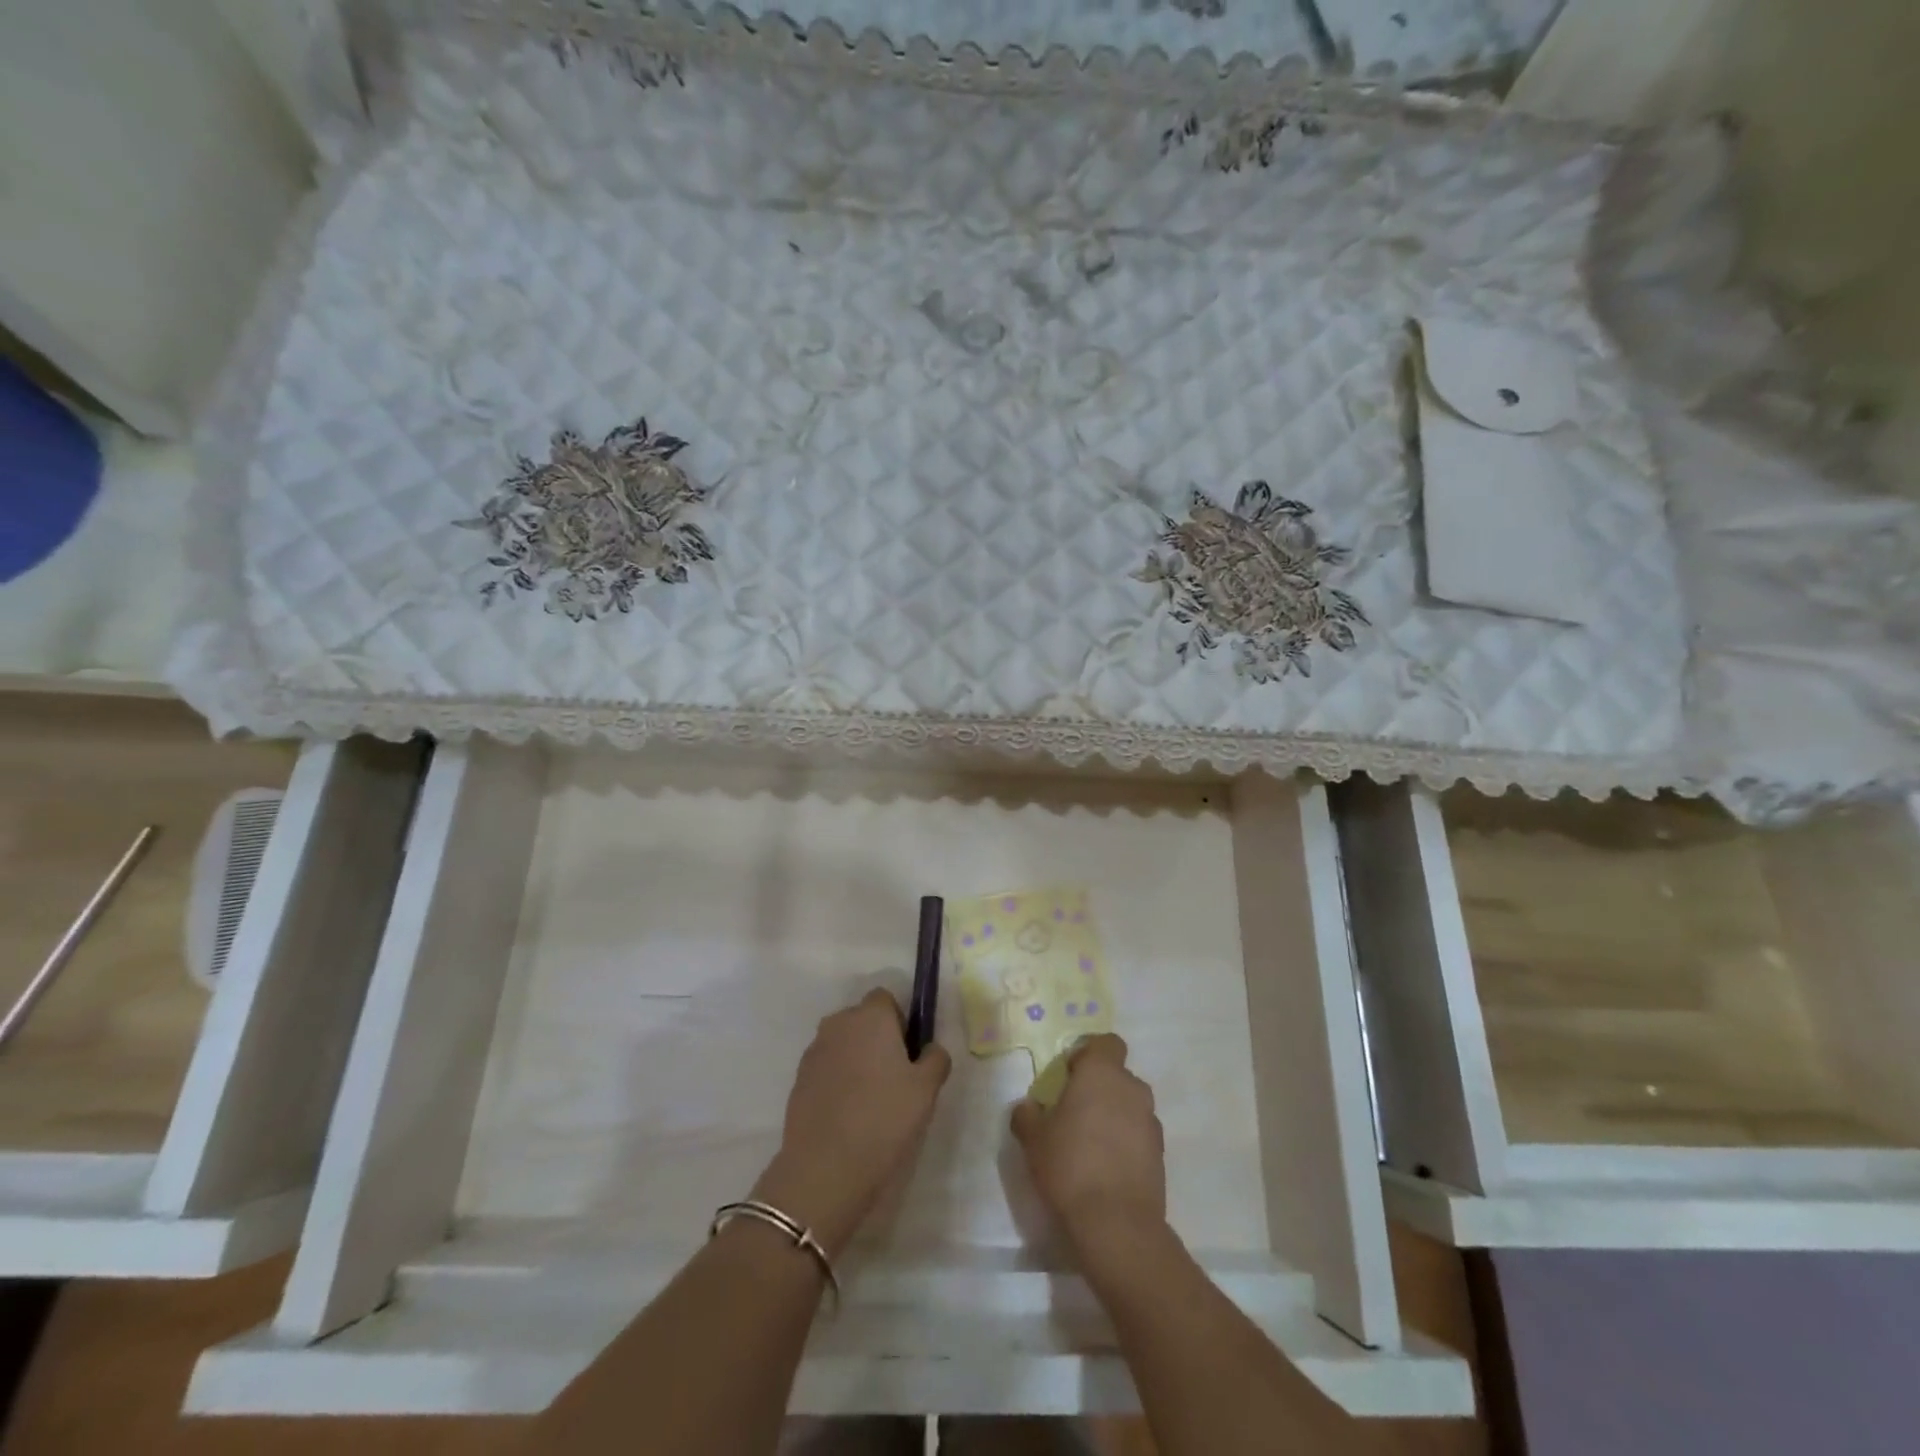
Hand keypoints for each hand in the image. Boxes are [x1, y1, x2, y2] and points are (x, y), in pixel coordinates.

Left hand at [752, 988, 951, 1256]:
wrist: (825, 1168)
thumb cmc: (884, 1119)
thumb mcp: (926, 1090)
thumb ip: (935, 1059)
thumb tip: (930, 1049)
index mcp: (870, 1017)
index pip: (886, 999)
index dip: (900, 1021)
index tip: (908, 1054)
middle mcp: (838, 1024)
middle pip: (862, 1020)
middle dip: (877, 1039)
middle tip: (894, 1078)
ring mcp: (814, 1051)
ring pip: (843, 1045)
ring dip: (856, 1060)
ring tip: (870, 1101)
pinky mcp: (798, 1080)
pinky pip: (826, 1068)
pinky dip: (837, 1081)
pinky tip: (848, 1115)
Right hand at [1010, 1035, 1167, 1271]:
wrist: (1116, 1223)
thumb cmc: (1070, 1165)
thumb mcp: (1033, 1139)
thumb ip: (1027, 1115)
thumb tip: (1028, 1107)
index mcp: (1102, 1073)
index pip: (1106, 1043)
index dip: (1089, 1054)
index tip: (1070, 1076)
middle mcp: (1132, 1088)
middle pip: (1117, 1075)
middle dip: (1099, 1088)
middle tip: (1075, 1112)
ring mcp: (1151, 1121)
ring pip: (1130, 1105)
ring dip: (1114, 1115)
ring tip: (1091, 1144)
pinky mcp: (1160, 1153)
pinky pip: (1139, 1134)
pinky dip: (1126, 1142)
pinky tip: (1107, 1168)